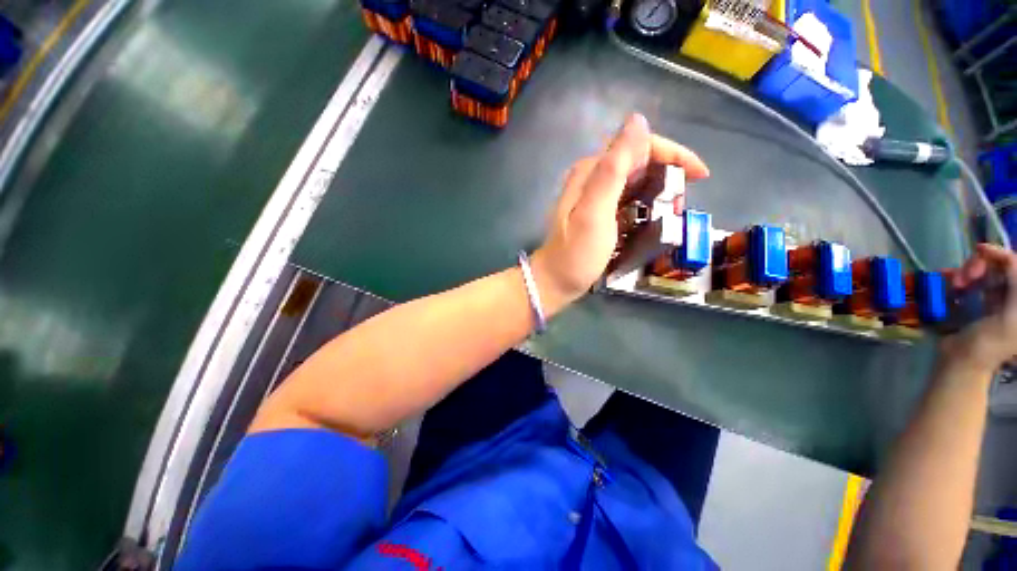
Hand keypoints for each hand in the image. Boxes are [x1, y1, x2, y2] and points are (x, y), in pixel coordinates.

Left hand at [531, 114, 709, 314]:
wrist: (554, 281)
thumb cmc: (576, 253)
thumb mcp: (595, 212)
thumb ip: (614, 168)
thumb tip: (636, 121)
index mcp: (591, 171)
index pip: (638, 145)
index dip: (672, 154)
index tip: (699, 176)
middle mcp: (591, 178)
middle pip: (638, 163)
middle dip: (667, 176)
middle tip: (682, 203)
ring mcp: (593, 197)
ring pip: (635, 182)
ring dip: (658, 193)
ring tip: (672, 214)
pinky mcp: (596, 214)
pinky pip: (627, 201)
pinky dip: (643, 207)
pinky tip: (651, 222)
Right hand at [943, 243, 1016, 373]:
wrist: (962, 360)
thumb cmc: (989, 342)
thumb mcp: (1009, 315)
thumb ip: (1016, 284)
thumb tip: (1006, 255)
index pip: (1016, 264)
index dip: (1000, 254)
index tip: (979, 250)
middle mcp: (1015, 295)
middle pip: (1002, 266)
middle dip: (981, 266)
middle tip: (964, 276)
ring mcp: (1001, 298)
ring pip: (988, 271)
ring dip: (969, 273)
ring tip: (956, 284)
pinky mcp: (984, 301)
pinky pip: (977, 281)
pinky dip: (963, 278)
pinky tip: (953, 284)